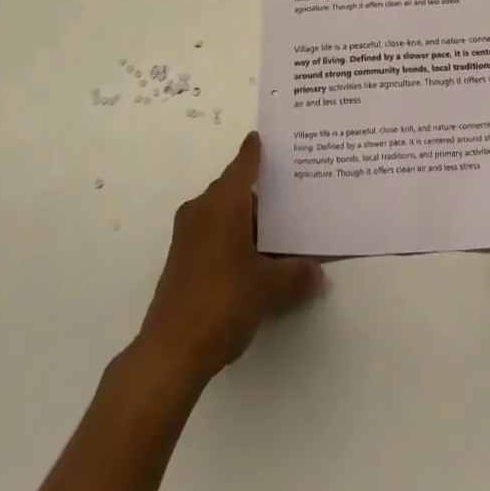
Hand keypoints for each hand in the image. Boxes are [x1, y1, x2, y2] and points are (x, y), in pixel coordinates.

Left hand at [132, 132, 323, 385]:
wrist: (170, 352)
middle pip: (235, 190)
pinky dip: (233, 240)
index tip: (266, 138)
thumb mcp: (269, 288)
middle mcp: (202, 209)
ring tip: (278, 235)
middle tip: (291, 198)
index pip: (243, 163)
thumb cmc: (222, 301)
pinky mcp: (180, 262)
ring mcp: (187, 236)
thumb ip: (297, 275)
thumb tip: (318, 272)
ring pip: (223, 215)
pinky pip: (212, 236)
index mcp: (222, 202)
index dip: (256, 151)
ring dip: (247, 222)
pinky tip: (253, 262)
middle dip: (261, 195)